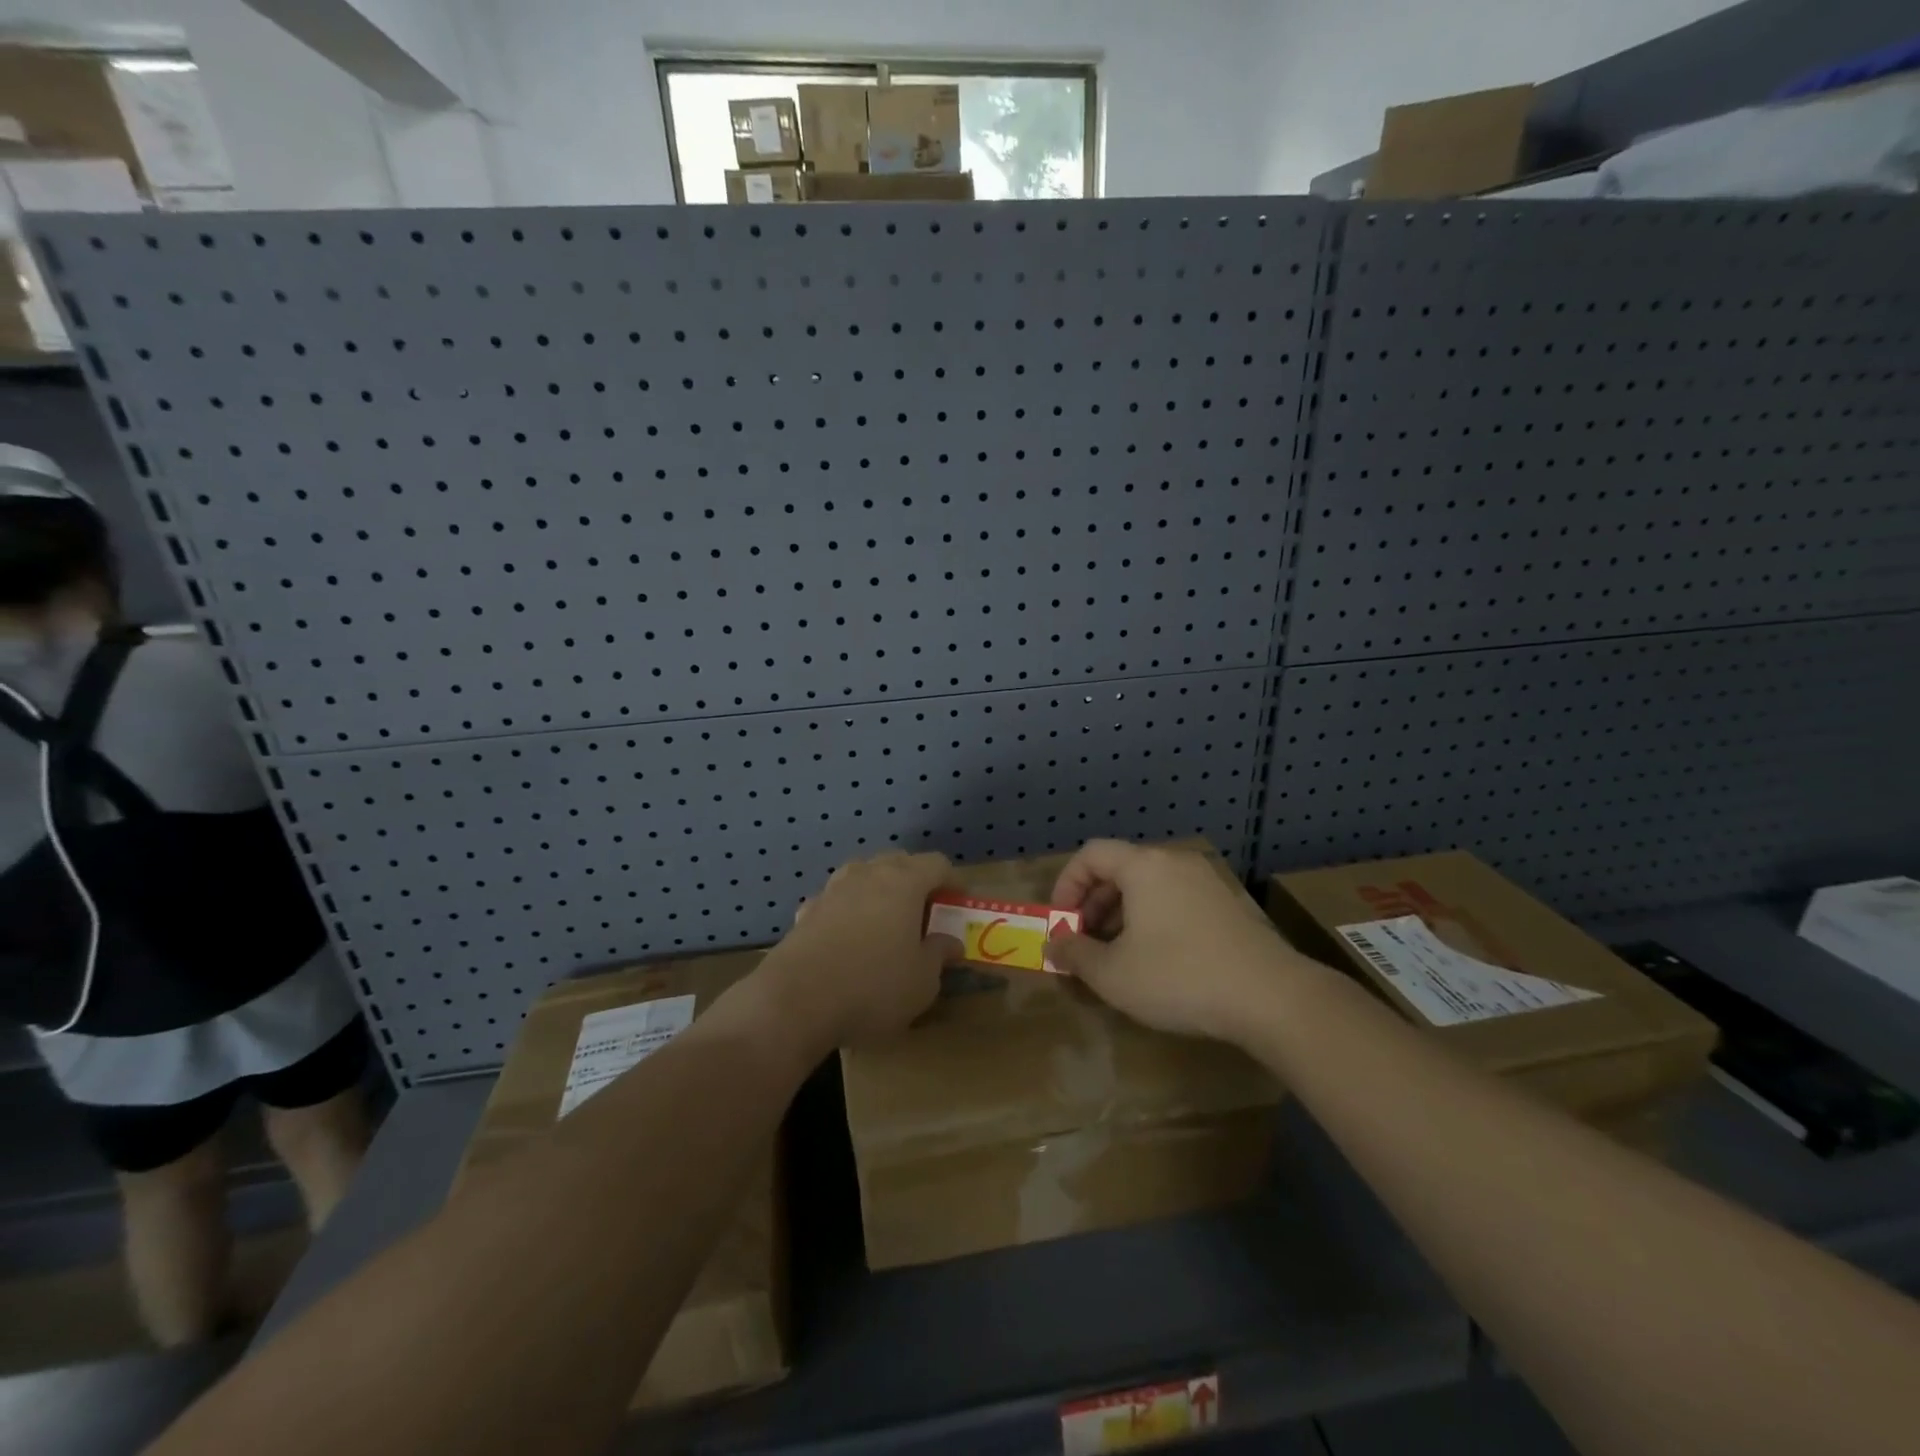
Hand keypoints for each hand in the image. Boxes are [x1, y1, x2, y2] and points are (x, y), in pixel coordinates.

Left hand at [766, 851, 961, 1047]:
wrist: (795, 1001)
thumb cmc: (872, 987)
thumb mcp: (921, 982)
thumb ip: (938, 955)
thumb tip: (949, 941)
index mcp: (903, 882)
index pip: (936, 864)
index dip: (953, 881)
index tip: (959, 903)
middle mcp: (867, 875)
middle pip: (898, 862)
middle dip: (915, 880)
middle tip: (926, 911)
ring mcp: (832, 890)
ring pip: (863, 875)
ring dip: (878, 890)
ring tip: (886, 920)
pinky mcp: (806, 911)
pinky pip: (835, 901)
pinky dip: (847, 911)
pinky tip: (847, 937)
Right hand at [1048, 840, 1296, 1041]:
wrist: (1271, 997)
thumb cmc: (1179, 977)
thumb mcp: (1112, 974)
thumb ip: (1075, 953)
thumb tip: (1054, 943)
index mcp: (1144, 866)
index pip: (1091, 854)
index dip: (1066, 884)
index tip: (1060, 921)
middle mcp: (1175, 863)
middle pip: (1120, 869)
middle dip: (1092, 904)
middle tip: (1084, 942)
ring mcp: (1206, 882)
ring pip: (1149, 887)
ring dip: (1121, 914)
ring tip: (1116, 955)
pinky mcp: (1228, 905)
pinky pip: (1175, 900)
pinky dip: (1152, 919)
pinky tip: (1156, 960)